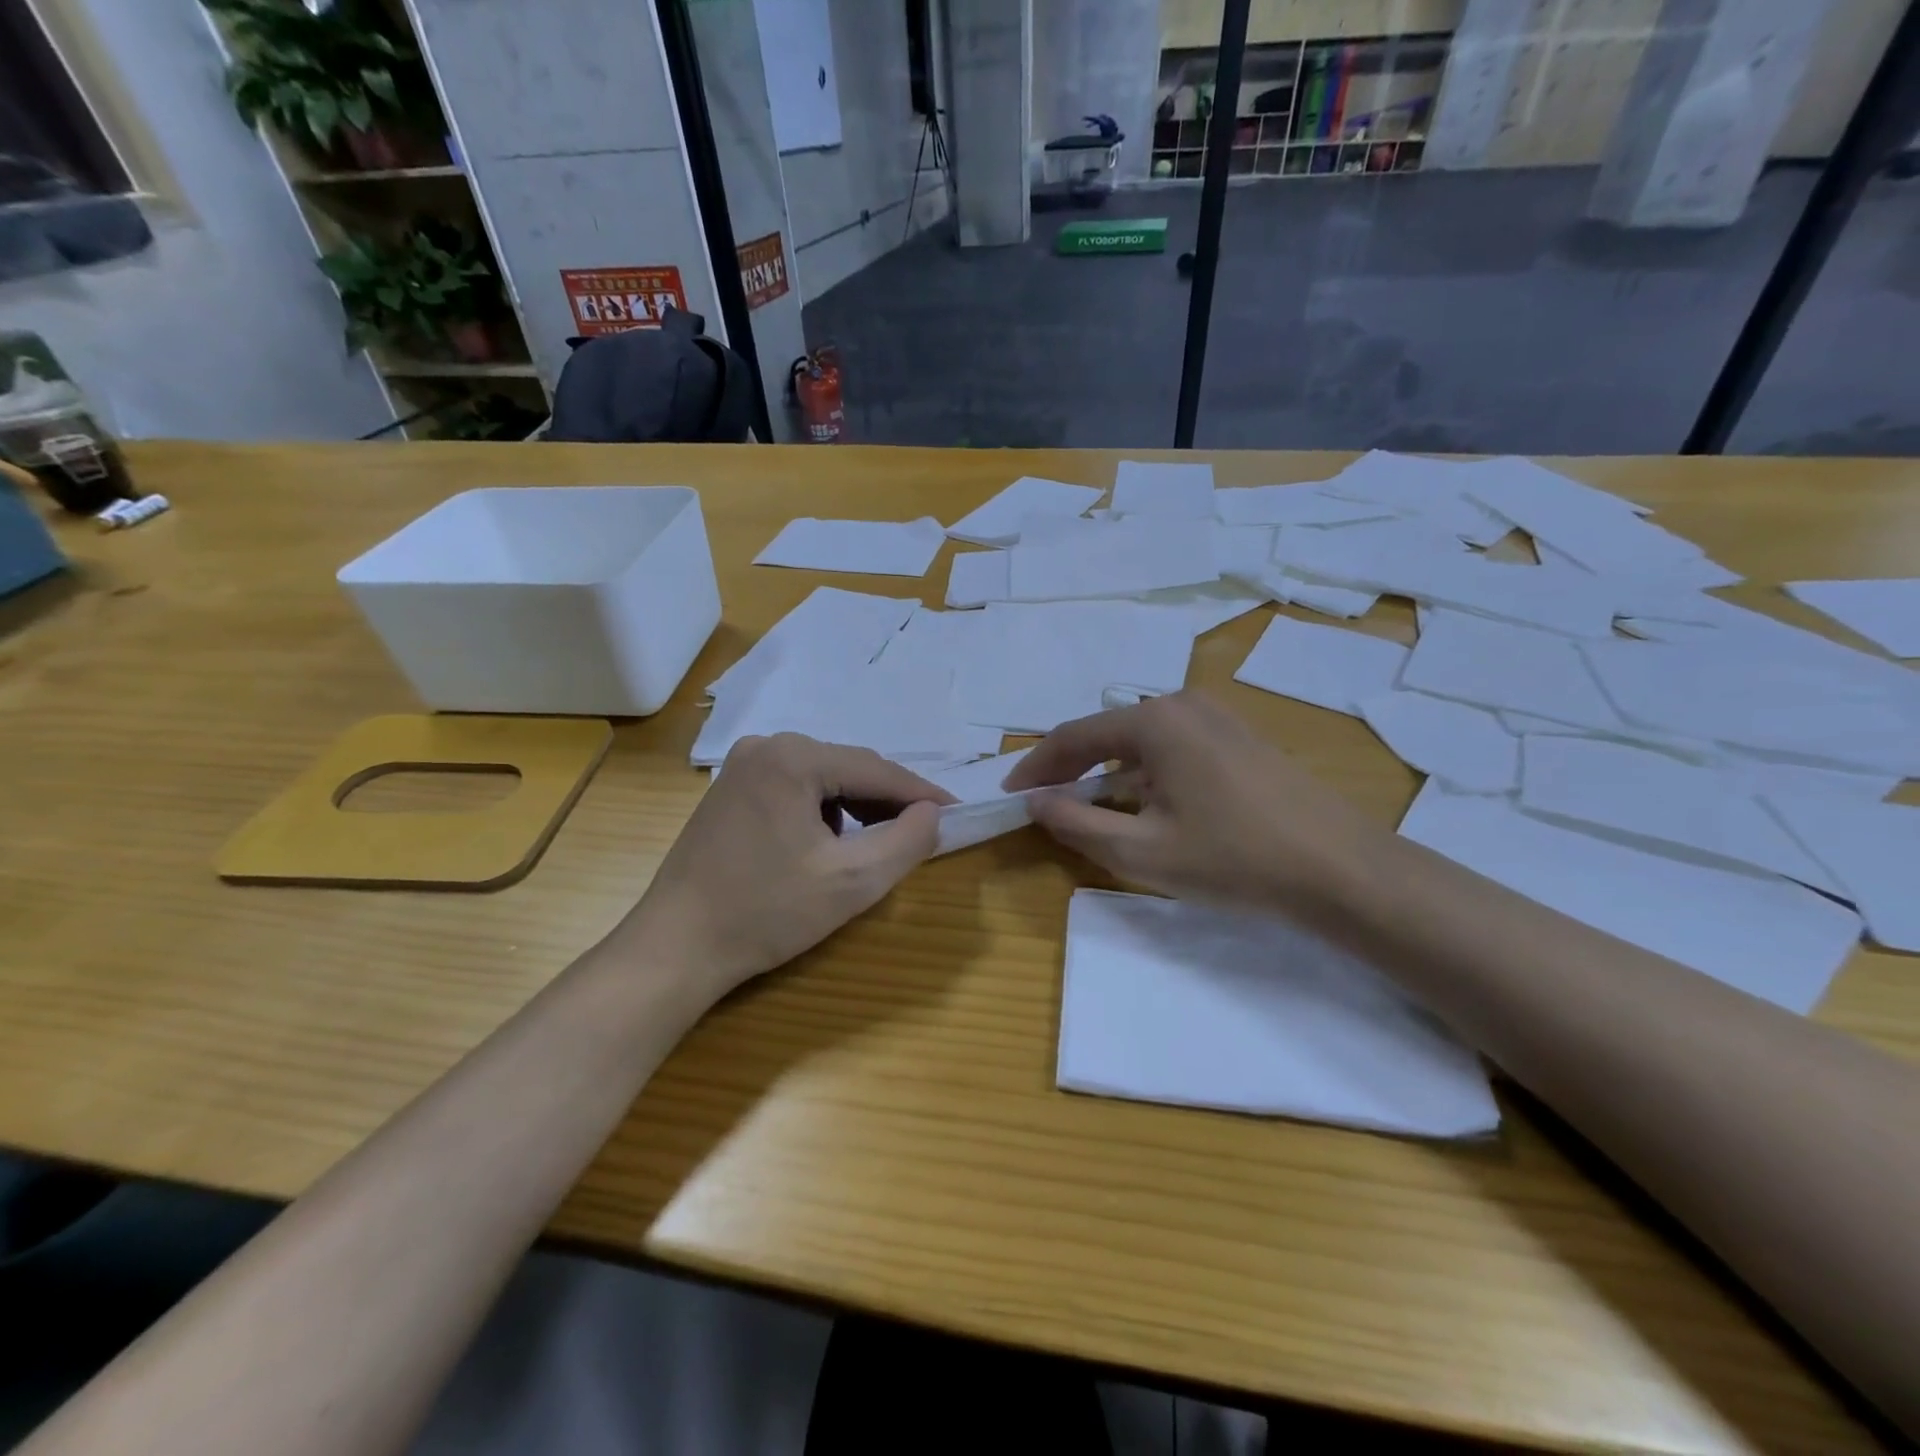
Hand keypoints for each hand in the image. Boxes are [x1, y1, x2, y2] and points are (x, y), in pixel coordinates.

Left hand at [618, 735, 953, 1004]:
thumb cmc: (765, 912)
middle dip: (889, 800)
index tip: (957, 811)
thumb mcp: (852, 882)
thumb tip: (933, 813)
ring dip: (858, 806)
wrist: (675, 947)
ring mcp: (742, 767)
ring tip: (881, 841)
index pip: (876, 770)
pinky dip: (825, 811)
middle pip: (849, 768)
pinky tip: (831, 844)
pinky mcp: (731, 790)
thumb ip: (906, 841)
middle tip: (924, 830)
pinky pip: (796, 789)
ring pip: (824, 779)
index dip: (922, 793)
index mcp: (793, 757)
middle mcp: (766, 747)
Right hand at [1002, 692, 1376, 913]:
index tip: (1010, 794)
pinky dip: (1144, 774)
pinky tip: (1144, 806)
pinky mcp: (1240, 739)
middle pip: (1107, 733)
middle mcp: (1183, 704)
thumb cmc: (1233, 859)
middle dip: (1070, 769)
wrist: (1342, 870)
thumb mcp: (1142, 852)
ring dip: (1108, 773)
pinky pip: (1172, 750)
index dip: (1036, 767)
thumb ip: (1077, 824)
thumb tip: (1038, 803)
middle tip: (1043, 803)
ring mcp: (1217, 718)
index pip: (1074, 737)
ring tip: (1087, 809)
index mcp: (1155, 720)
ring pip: (1141, 742)